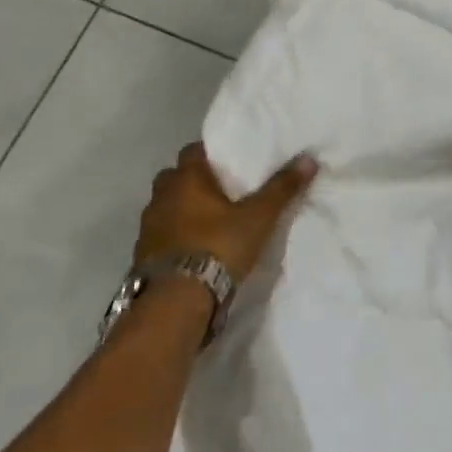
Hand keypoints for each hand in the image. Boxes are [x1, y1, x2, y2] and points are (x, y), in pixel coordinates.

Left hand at [137, 143, 317, 281]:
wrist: (176, 300)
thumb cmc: (218, 246)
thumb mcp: (259, 218)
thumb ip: (282, 188)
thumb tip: (308, 158)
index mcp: (186, 178)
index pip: (194, 150)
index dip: (212, 154)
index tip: (230, 162)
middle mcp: (161, 195)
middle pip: (176, 177)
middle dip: (195, 182)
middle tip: (222, 192)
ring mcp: (148, 226)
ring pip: (166, 207)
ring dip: (182, 210)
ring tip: (209, 223)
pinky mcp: (142, 255)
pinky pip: (161, 235)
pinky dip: (175, 237)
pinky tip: (194, 249)